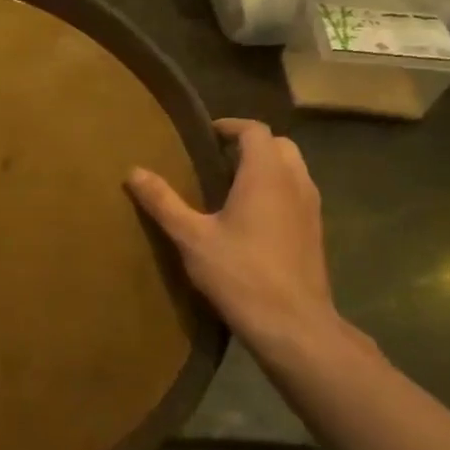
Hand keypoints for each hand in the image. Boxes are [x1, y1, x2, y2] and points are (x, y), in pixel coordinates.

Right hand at [126, 118, 341, 355]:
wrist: (293, 323)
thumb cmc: (239, 273)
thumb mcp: (190, 237)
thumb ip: (163, 202)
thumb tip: (134, 171)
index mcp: (265, 175)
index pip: (255, 131)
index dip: (230, 127)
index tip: (205, 135)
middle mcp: (295, 182)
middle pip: (279, 146)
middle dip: (250, 145)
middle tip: (216, 160)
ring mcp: (311, 208)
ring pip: (292, 170)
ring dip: (266, 168)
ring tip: (230, 188)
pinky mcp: (315, 232)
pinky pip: (297, 194)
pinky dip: (277, 191)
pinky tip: (251, 219)